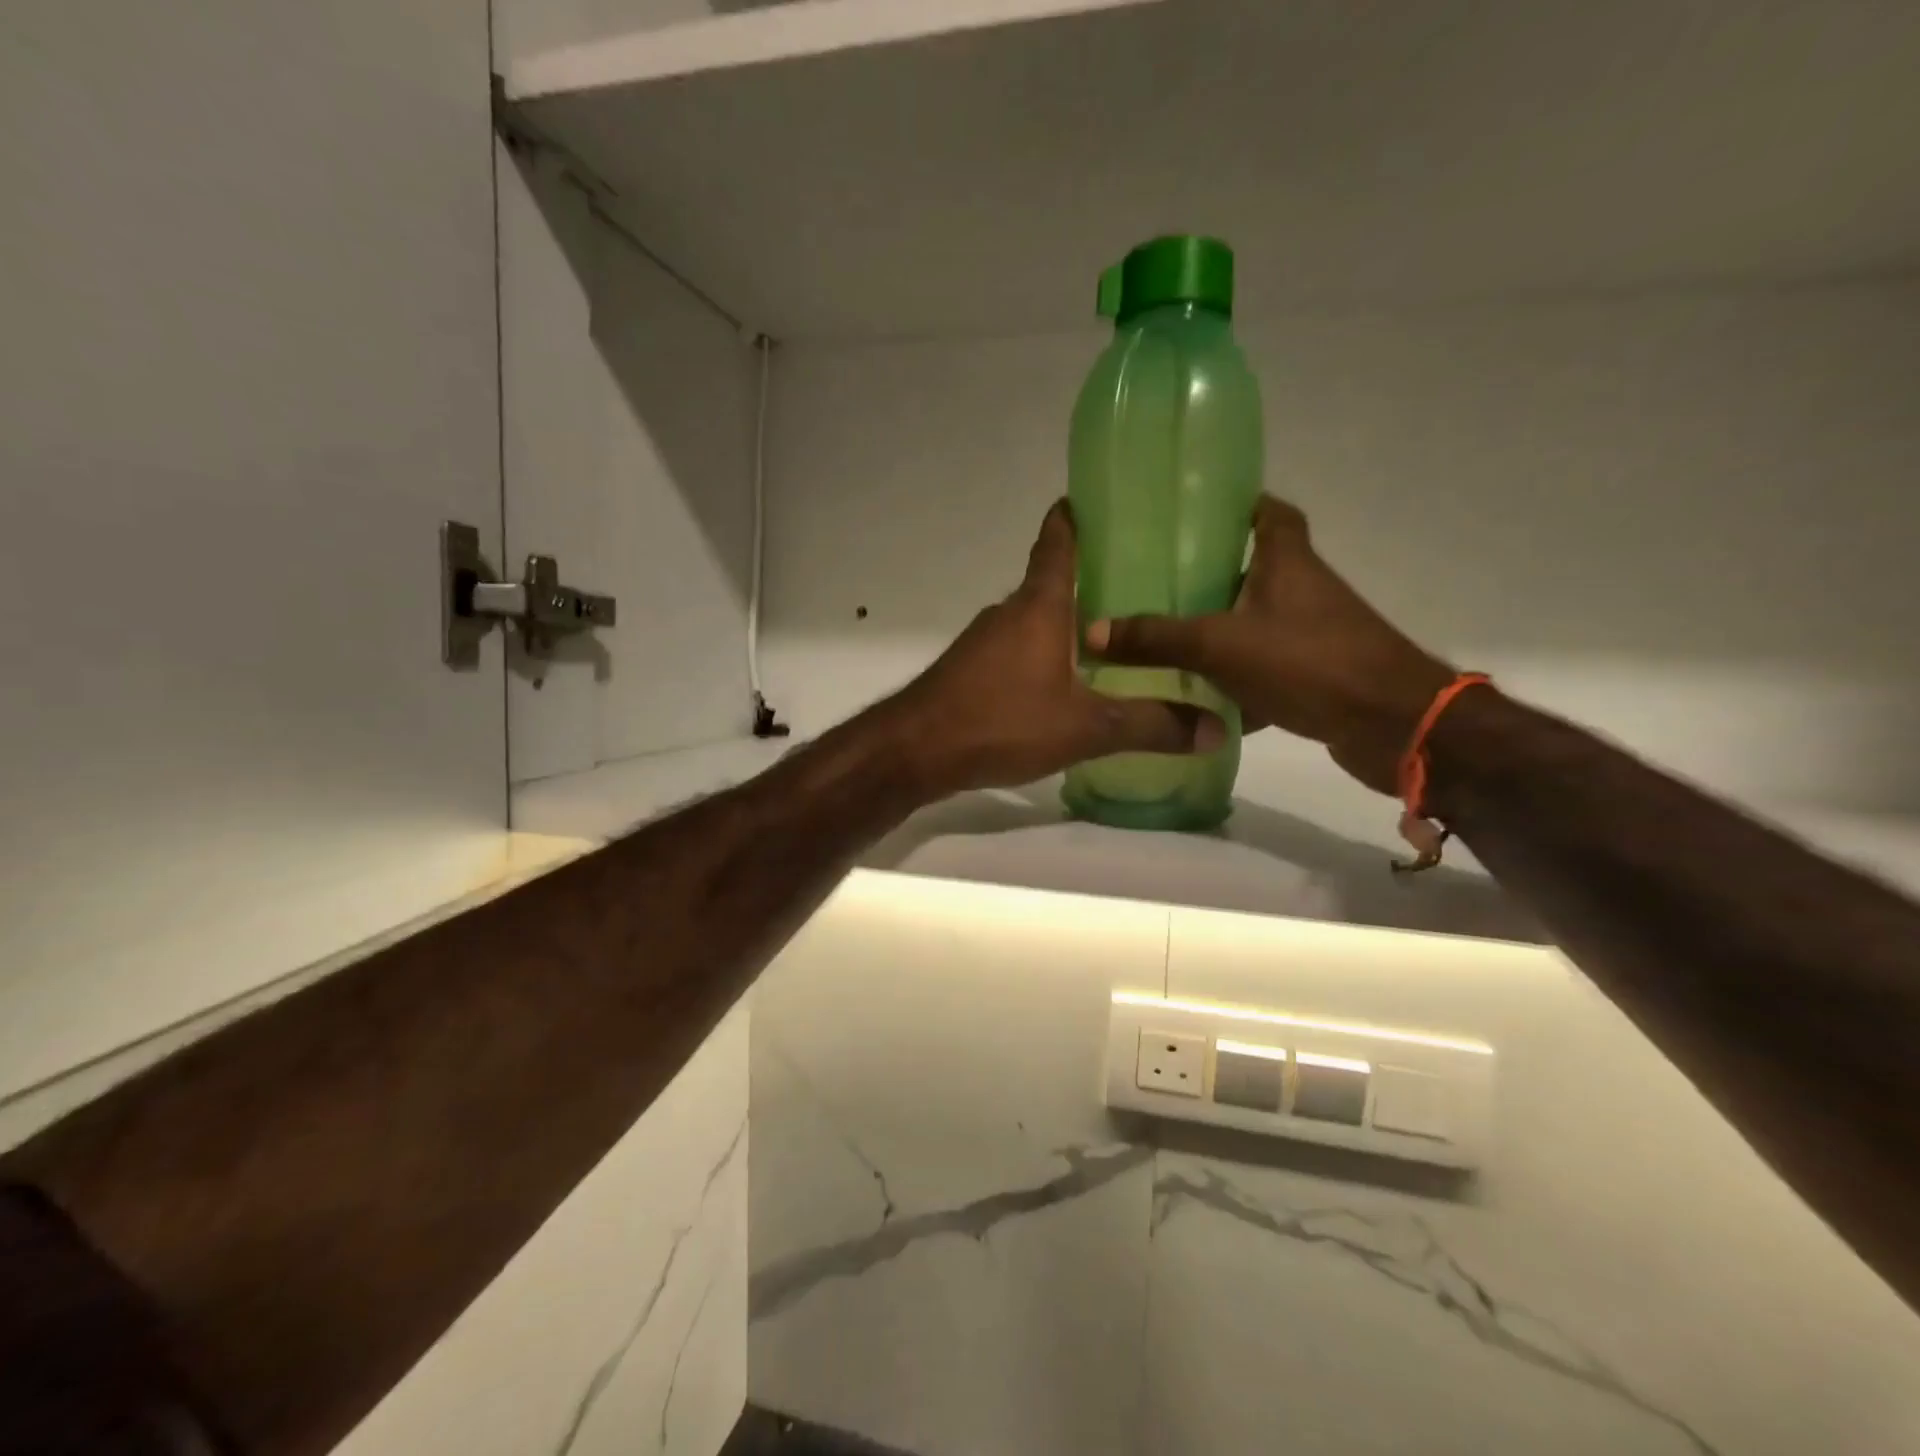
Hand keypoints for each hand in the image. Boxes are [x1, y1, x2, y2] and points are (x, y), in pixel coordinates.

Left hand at [888, 501, 1222, 795]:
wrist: (915, 751)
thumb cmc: (1001, 721)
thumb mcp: (1085, 727)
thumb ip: (1149, 726)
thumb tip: (1215, 728)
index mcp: (1039, 606)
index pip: (1057, 542)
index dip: (1075, 518)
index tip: (1100, 500)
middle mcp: (1009, 613)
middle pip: (1052, 583)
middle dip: (1092, 580)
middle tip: (1143, 586)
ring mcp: (984, 643)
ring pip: (1035, 621)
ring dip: (1068, 624)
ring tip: (1115, 639)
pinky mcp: (971, 672)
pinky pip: (1018, 651)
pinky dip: (1045, 655)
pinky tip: (1067, 684)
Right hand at [1085, 496, 1453, 794]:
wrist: (1393, 725)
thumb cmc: (1309, 661)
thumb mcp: (1219, 645)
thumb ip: (1156, 638)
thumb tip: (1091, 630)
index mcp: (1286, 562)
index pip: (1269, 512)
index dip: (1237, 505)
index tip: (1195, 513)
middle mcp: (1303, 590)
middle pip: (1255, 569)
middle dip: (1211, 576)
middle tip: (1158, 584)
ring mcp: (1313, 635)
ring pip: (1256, 623)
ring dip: (1220, 631)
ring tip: (1165, 640)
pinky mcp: (1316, 676)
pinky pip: (1265, 670)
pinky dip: (1237, 682)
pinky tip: (1199, 701)